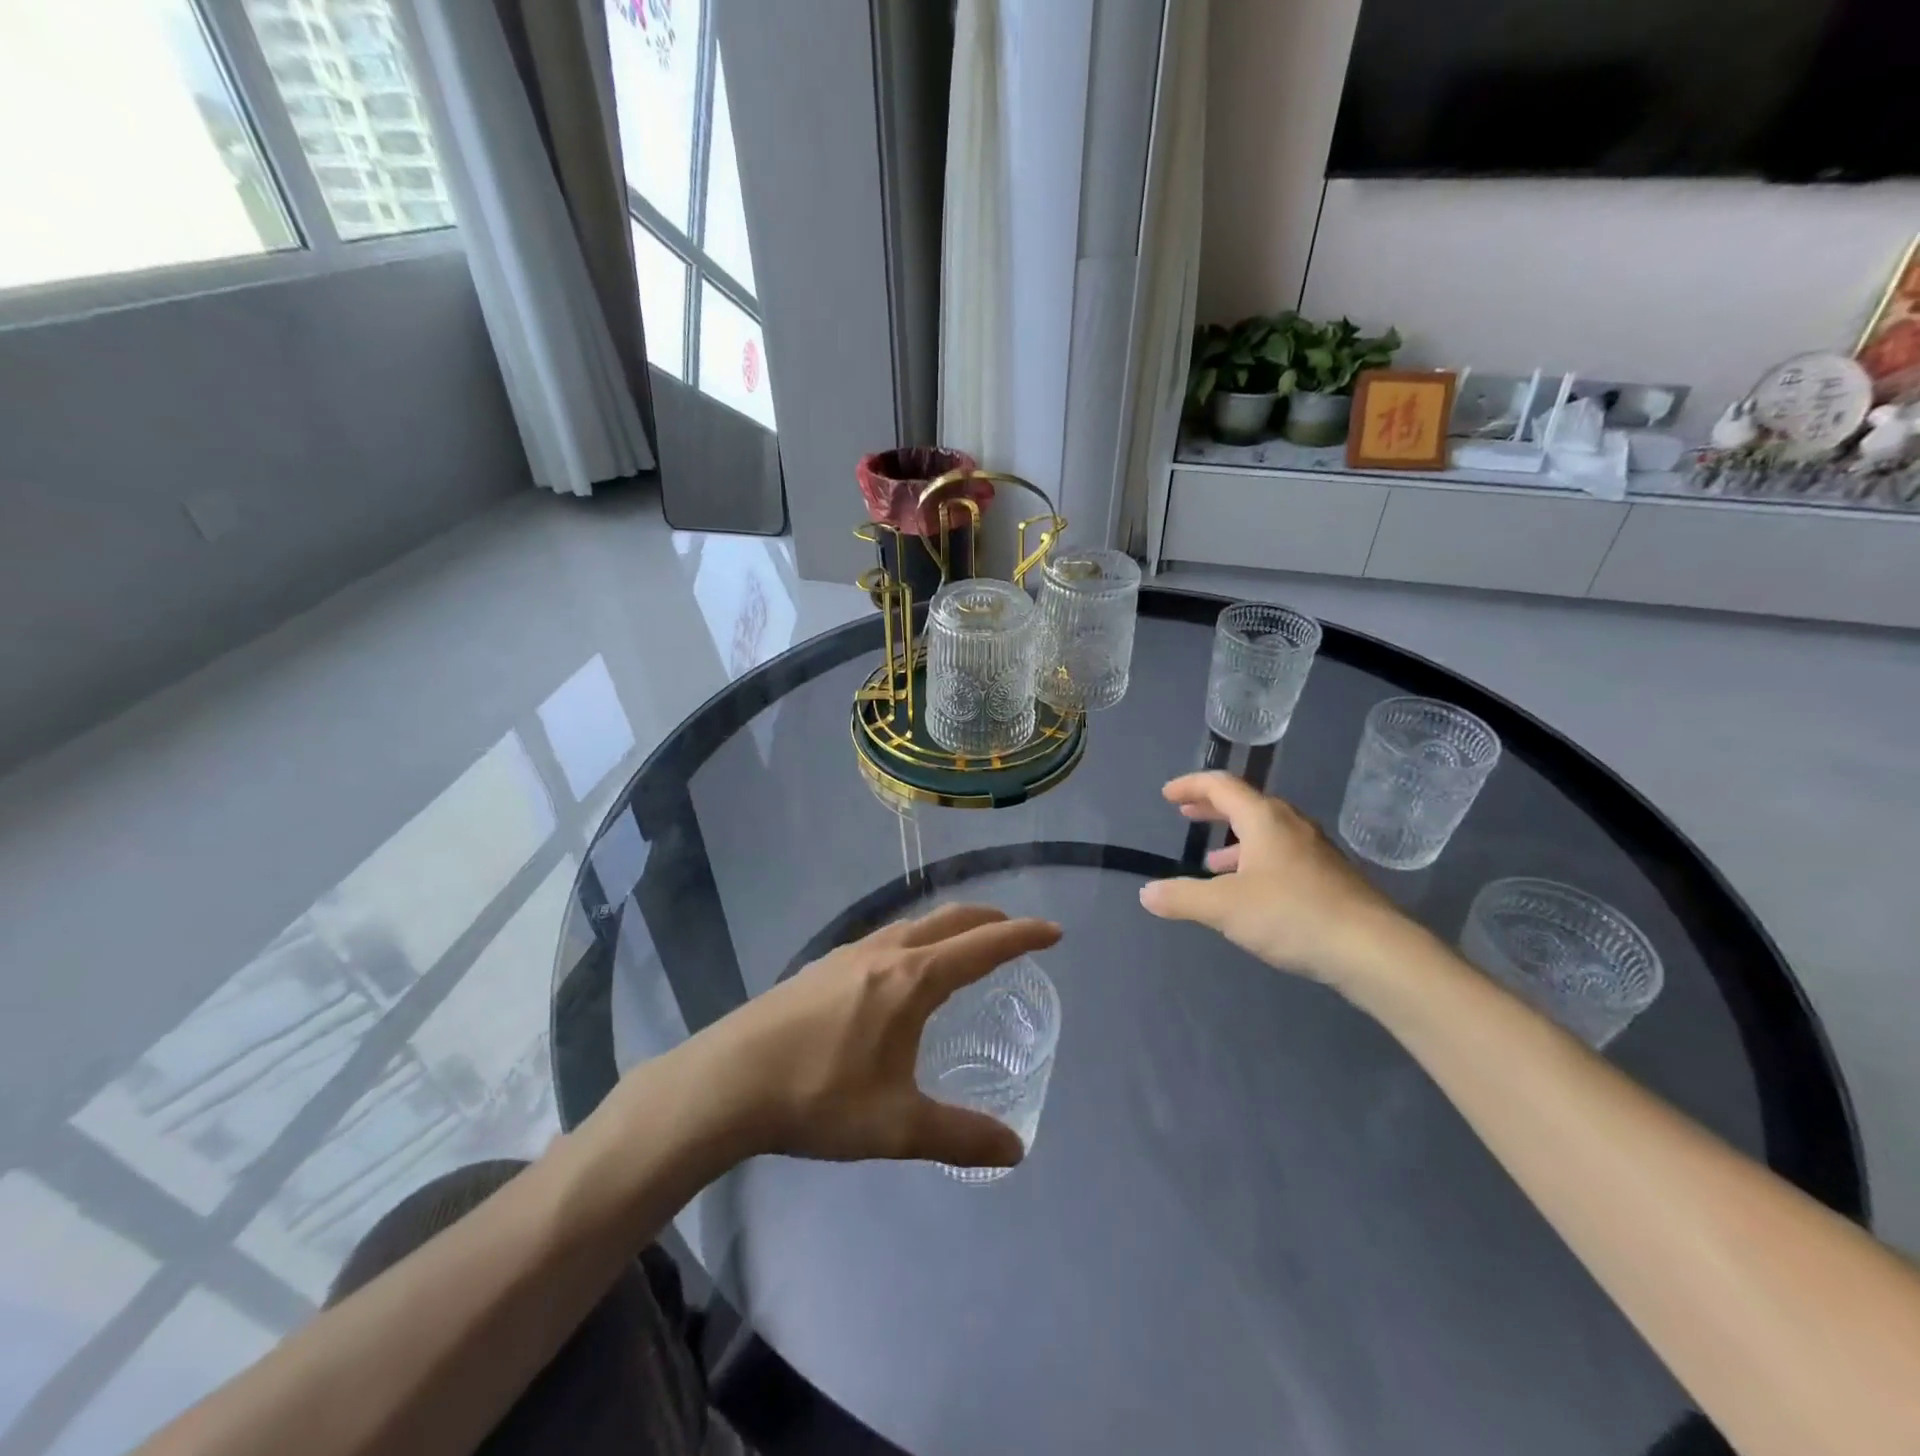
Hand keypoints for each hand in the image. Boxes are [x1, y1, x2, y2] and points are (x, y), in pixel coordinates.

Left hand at [694, 904, 1060, 1168]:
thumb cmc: (819, 1096)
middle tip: (1015, 932)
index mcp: (912, 979)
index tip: (1054, 932)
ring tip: (962, 946)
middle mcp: (886, 953)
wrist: (728, 1081)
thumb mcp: (897, 1125)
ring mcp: (849, 953)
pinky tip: (899, 971)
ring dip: (948, 926)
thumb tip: (1015, 1150)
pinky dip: (914, 939)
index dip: (1023, 936)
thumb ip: (960, 1136)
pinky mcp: (822, 966)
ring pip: (913, 924)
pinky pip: (885, 938)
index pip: (983, 946)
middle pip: (949, 920)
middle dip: (988, 920)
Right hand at [1138, 772, 1421, 990]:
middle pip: (1246, 805)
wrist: (1372, 950)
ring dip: (1235, 841)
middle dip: (1213, 809)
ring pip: (1267, 833)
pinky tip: (1252, 893)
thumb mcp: (1225, 907)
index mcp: (1264, 819)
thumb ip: (1182, 897)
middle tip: (1187, 814)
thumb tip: (1147, 893)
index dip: (1191, 786)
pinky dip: (1257, 862)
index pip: (1222, 786)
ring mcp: (1315, 851)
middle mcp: (1291, 826)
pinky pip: (1283, 856)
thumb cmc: (1292, 915)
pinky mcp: (1330, 878)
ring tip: (1213, 863)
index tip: (1167, 795)